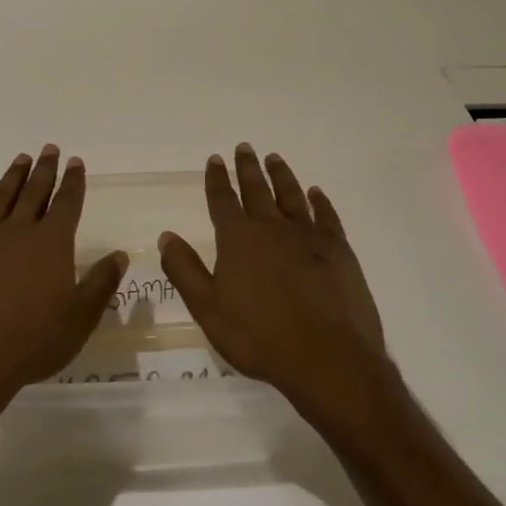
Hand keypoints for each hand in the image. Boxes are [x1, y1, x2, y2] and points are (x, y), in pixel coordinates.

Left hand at [0, 145, 127, 421]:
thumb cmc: (31, 342)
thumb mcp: (79, 319)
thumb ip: (101, 283)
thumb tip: (119, 255)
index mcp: (51, 244)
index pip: (67, 204)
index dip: (73, 182)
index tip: (76, 162)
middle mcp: (18, 231)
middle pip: (34, 192)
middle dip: (45, 170)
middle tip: (50, 149)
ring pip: (1, 197)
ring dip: (13, 176)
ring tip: (21, 158)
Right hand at [159, 144, 389, 420]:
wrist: (328, 358)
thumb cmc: (260, 337)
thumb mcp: (208, 309)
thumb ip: (185, 270)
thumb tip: (167, 236)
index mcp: (238, 239)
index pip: (223, 200)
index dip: (217, 178)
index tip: (215, 159)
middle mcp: (272, 227)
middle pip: (257, 189)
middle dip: (248, 167)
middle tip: (245, 147)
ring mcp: (309, 236)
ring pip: (291, 195)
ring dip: (281, 175)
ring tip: (275, 158)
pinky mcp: (339, 250)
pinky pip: (326, 215)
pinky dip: (319, 201)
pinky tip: (316, 193)